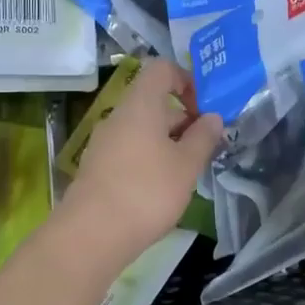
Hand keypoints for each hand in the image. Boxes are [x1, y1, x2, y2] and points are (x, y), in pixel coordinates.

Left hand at [60, 58, 223, 267]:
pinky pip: (130, 148)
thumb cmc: (147, 191)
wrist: (92, 234)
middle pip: (153, 100)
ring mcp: (104, 141)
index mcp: (140, 104)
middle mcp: (118, 116)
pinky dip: (150, 157)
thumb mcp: (187, 165)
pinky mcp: (98, 166)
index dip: (187, 80)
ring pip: (142, 127)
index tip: (204, 109)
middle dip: (183, 117)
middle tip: (205, 146)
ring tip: (188, 170)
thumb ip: (203, 137)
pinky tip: (162, 187)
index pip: (162, 69)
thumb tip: (212, 117)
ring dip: (168, 140)